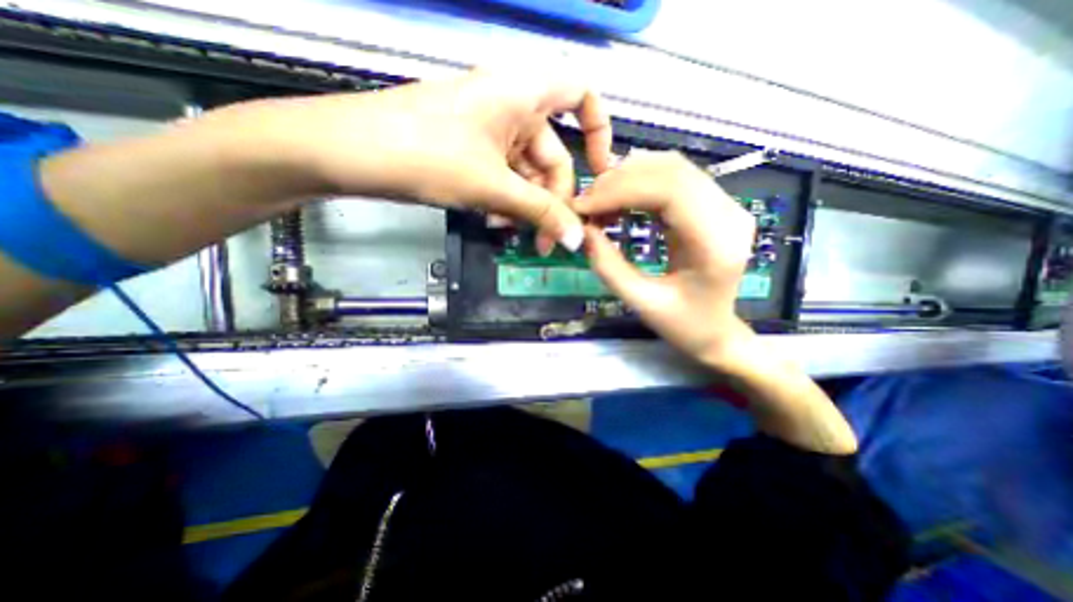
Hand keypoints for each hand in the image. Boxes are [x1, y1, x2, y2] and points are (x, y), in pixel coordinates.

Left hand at [260, 69, 610, 252]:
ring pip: (528, 172)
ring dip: (528, 207)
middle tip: (548, 241)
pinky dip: (507, 201)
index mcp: (523, 93)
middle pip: (554, 154)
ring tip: (518, 236)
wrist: (350, 152)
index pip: (582, 95)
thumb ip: (540, 212)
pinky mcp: (474, 149)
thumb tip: (577, 239)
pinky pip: (506, 176)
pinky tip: (497, 223)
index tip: (600, 171)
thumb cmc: (426, 155)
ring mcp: (491, 129)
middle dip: (554, 200)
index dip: (599, 130)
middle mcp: (512, 105)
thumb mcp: (492, 186)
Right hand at [574, 151, 757, 366]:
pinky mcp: (713, 205)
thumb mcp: (640, 303)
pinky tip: (618, 201)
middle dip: (619, 181)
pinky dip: (639, 184)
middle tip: (585, 203)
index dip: (621, 190)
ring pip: (671, 168)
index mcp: (716, 243)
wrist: (717, 332)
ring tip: (598, 203)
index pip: (670, 191)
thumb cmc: (684, 325)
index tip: (583, 205)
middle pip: (671, 171)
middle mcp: (728, 213)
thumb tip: (582, 230)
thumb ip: (608, 266)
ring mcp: (725, 205)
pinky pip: (672, 179)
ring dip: (627, 179)